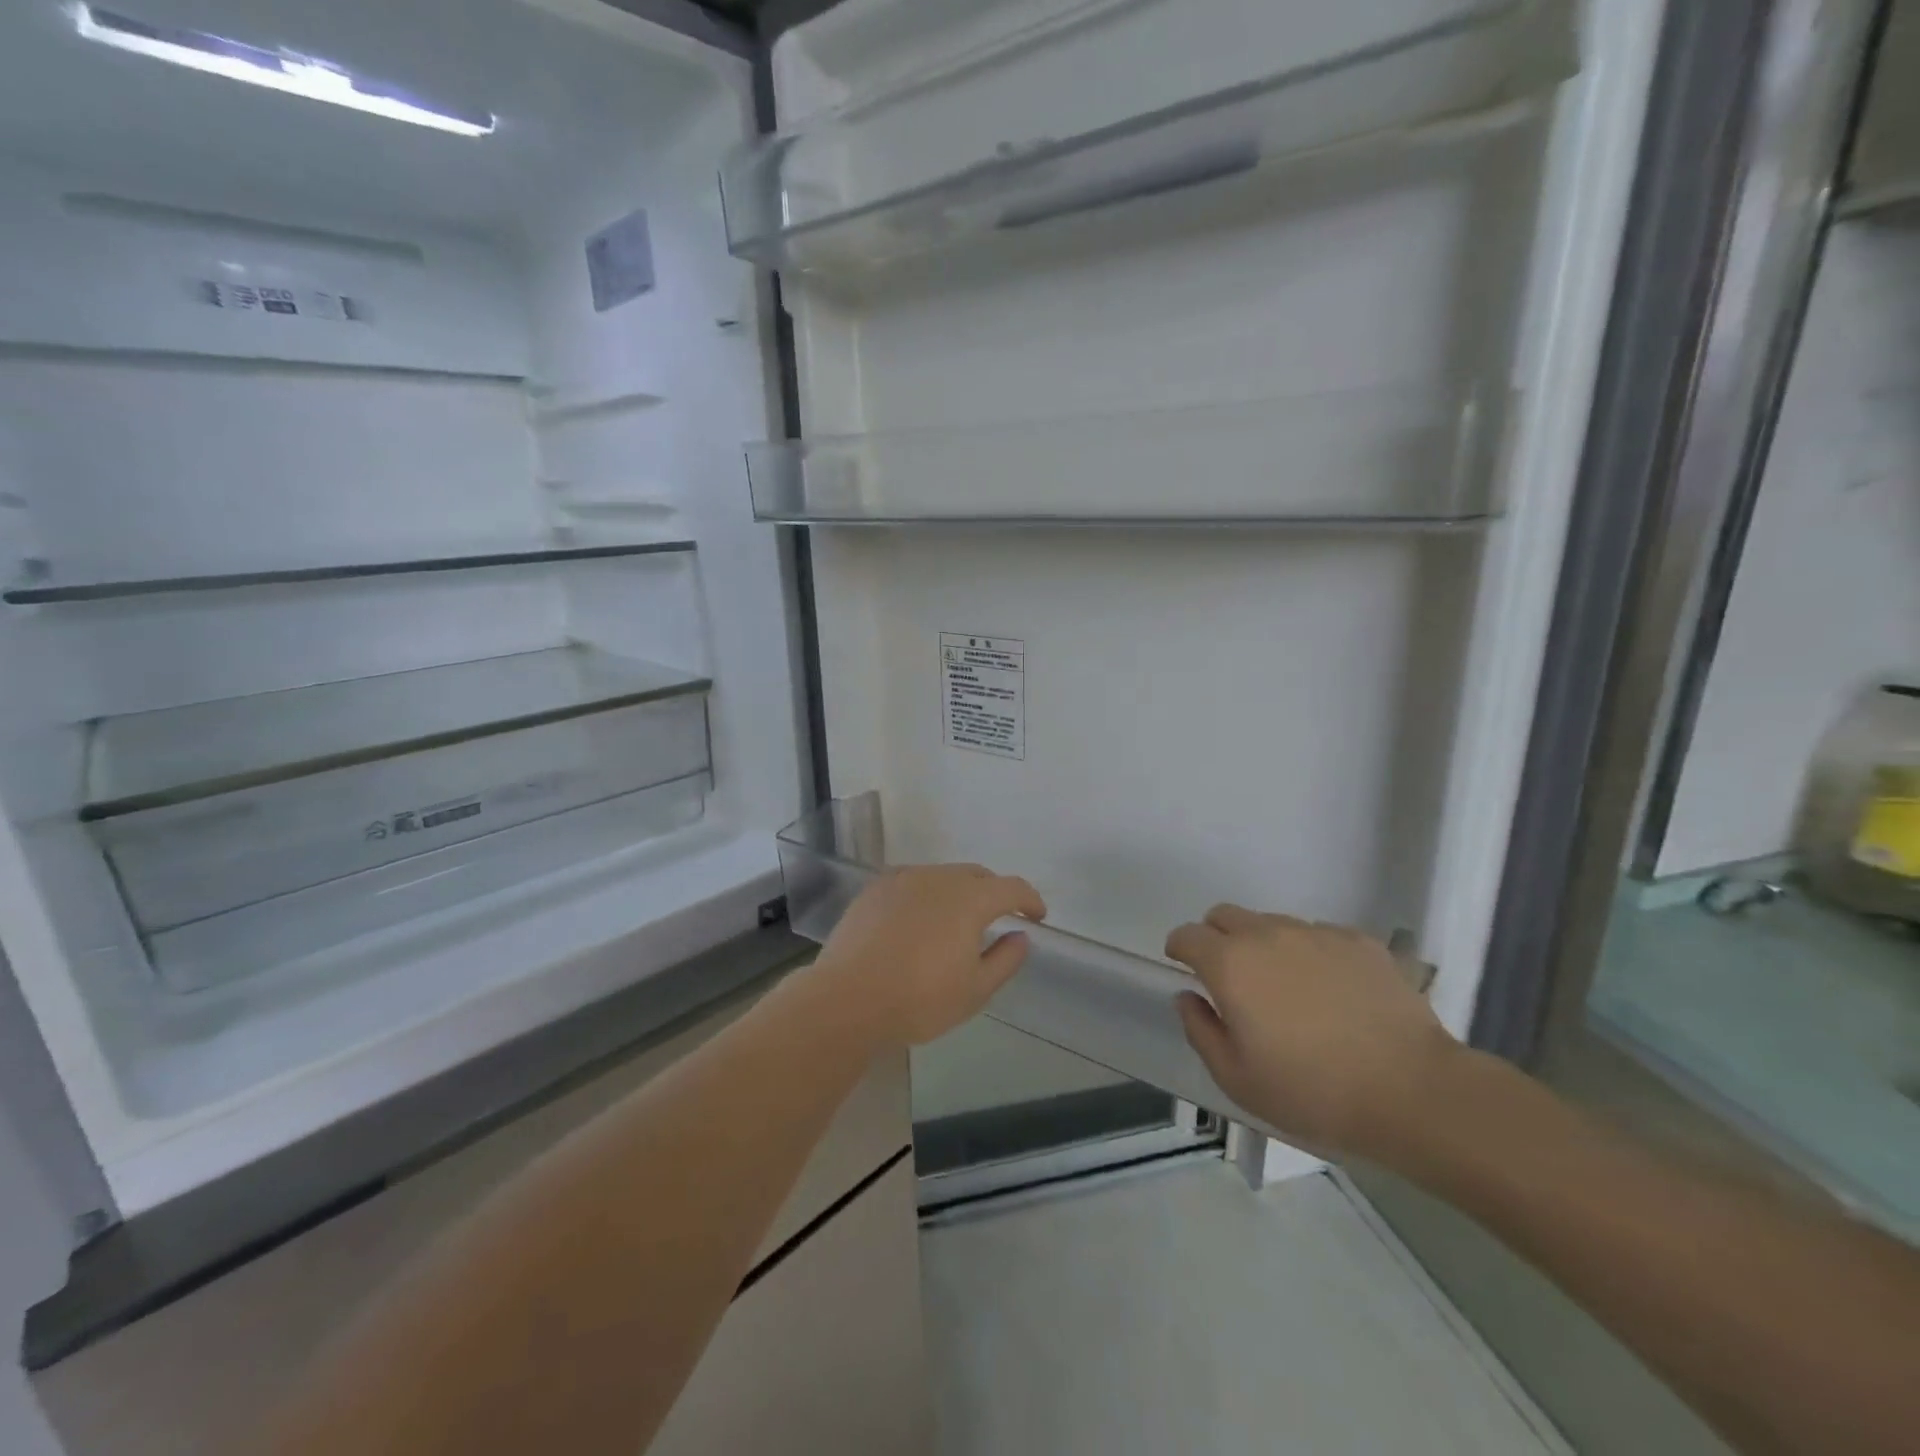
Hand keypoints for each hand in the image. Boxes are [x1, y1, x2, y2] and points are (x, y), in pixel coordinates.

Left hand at [811, 865, 1046, 1047]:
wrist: (847, 998)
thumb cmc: (919, 998)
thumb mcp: (975, 990)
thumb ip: (1005, 959)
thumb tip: (1020, 936)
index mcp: (969, 898)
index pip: (1011, 887)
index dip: (1029, 899)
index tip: (1037, 916)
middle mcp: (937, 877)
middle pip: (976, 875)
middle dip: (994, 892)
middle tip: (999, 918)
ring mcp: (902, 879)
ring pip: (942, 876)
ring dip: (959, 892)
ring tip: (957, 921)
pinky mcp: (875, 889)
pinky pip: (912, 883)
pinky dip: (927, 895)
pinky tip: (919, 919)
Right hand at [1166, 906, 1460, 1160]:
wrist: (1412, 1090)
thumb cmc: (1312, 1091)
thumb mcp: (1237, 1079)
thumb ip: (1200, 1030)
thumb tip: (1189, 997)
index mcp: (1230, 964)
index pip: (1187, 935)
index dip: (1179, 948)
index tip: (1184, 967)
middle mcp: (1267, 934)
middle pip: (1225, 915)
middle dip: (1216, 937)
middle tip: (1232, 978)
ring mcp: (1315, 933)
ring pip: (1272, 923)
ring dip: (1264, 945)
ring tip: (1288, 990)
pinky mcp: (1358, 940)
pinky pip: (1318, 935)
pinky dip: (1310, 953)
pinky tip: (1331, 992)